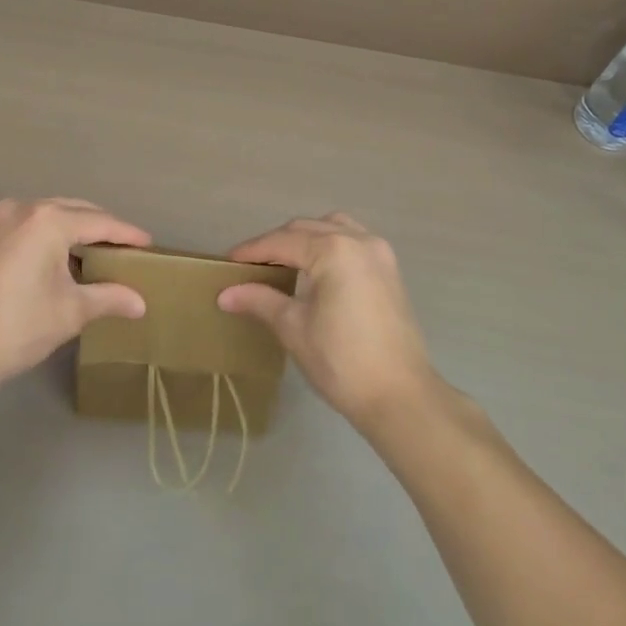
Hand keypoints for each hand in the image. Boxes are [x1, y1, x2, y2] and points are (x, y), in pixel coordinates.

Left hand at [0, 197, 151, 393]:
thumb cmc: (17, 327)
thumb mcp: (70, 312)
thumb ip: (108, 298)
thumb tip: (139, 302)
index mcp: (50, 220)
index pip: (101, 222)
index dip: (127, 234)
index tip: (149, 244)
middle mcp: (25, 209)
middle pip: (75, 211)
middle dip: (102, 228)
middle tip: (125, 249)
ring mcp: (0, 222)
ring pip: (50, 216)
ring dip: (74, 230)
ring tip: (96, 253)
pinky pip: (29, 227)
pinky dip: (49, 236)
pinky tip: (59, 259)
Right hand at [217, 213, 437, 429]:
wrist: (401, 397)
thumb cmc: (342, 362)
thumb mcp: (294, 329)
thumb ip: (260, 301)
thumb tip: (225, 294)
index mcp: (333, 250)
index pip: (282, 241)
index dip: (252, 250)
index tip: (227, 261)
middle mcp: (358, 240)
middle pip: (306, 229)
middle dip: (276, 243)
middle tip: (250, 265)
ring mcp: (378, 252)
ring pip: (332, 228)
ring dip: (305, 238)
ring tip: (283, 262)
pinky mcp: (389, 269)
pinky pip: (352, 240)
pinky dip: (330, 245)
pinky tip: (317, 268)